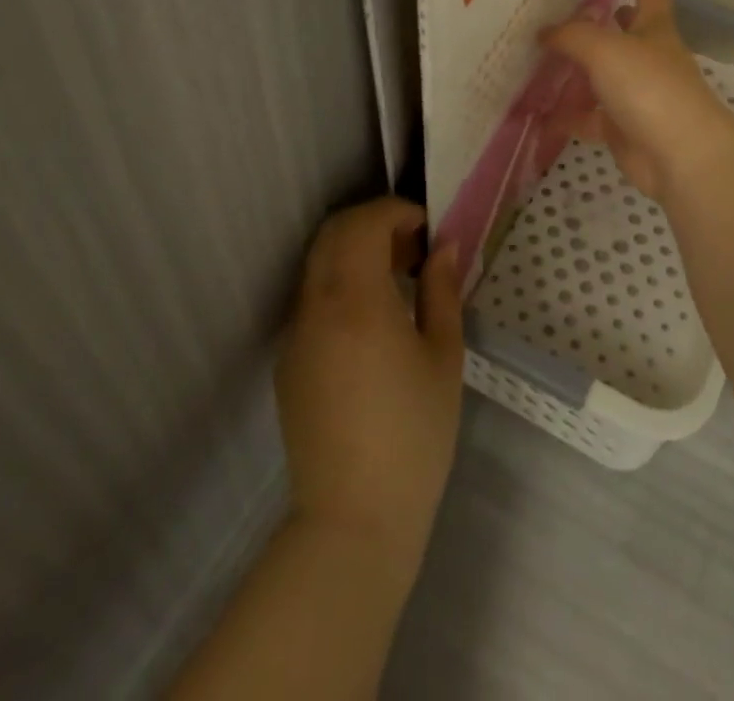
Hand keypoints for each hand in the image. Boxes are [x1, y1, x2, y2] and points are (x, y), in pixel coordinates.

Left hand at [277, 198, 464, 585]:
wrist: (353, 520)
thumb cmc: (414, 435)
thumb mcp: (443, 356)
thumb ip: (442, 290)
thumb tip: (445, 247)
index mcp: (356, 300)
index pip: (364, 223)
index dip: (397, 212)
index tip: (428, 228)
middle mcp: (316, 306)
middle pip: (333, 234)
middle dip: (374, 224)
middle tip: (414, 248)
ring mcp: (295, 334)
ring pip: (318, 264)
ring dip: (355, 252)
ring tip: (398, 279)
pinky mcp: (288, 362)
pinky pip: (312, 299)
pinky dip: (340, 284)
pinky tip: (372, 321)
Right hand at [542, 0, 733, 204]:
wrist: (680, 156)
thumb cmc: (649, 87)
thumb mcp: (605, 49)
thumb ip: (571, 35)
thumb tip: (544, 31)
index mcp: (655, 28)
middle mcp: (649, 57)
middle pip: (626, 32)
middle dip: (606, 19)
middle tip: (568, 8)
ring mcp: (637, 94)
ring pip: (603, 76)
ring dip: (578, 68)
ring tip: (542, 56)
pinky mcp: (624, 128)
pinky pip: (589, 117)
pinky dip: (566, 115)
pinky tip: (538, 112)